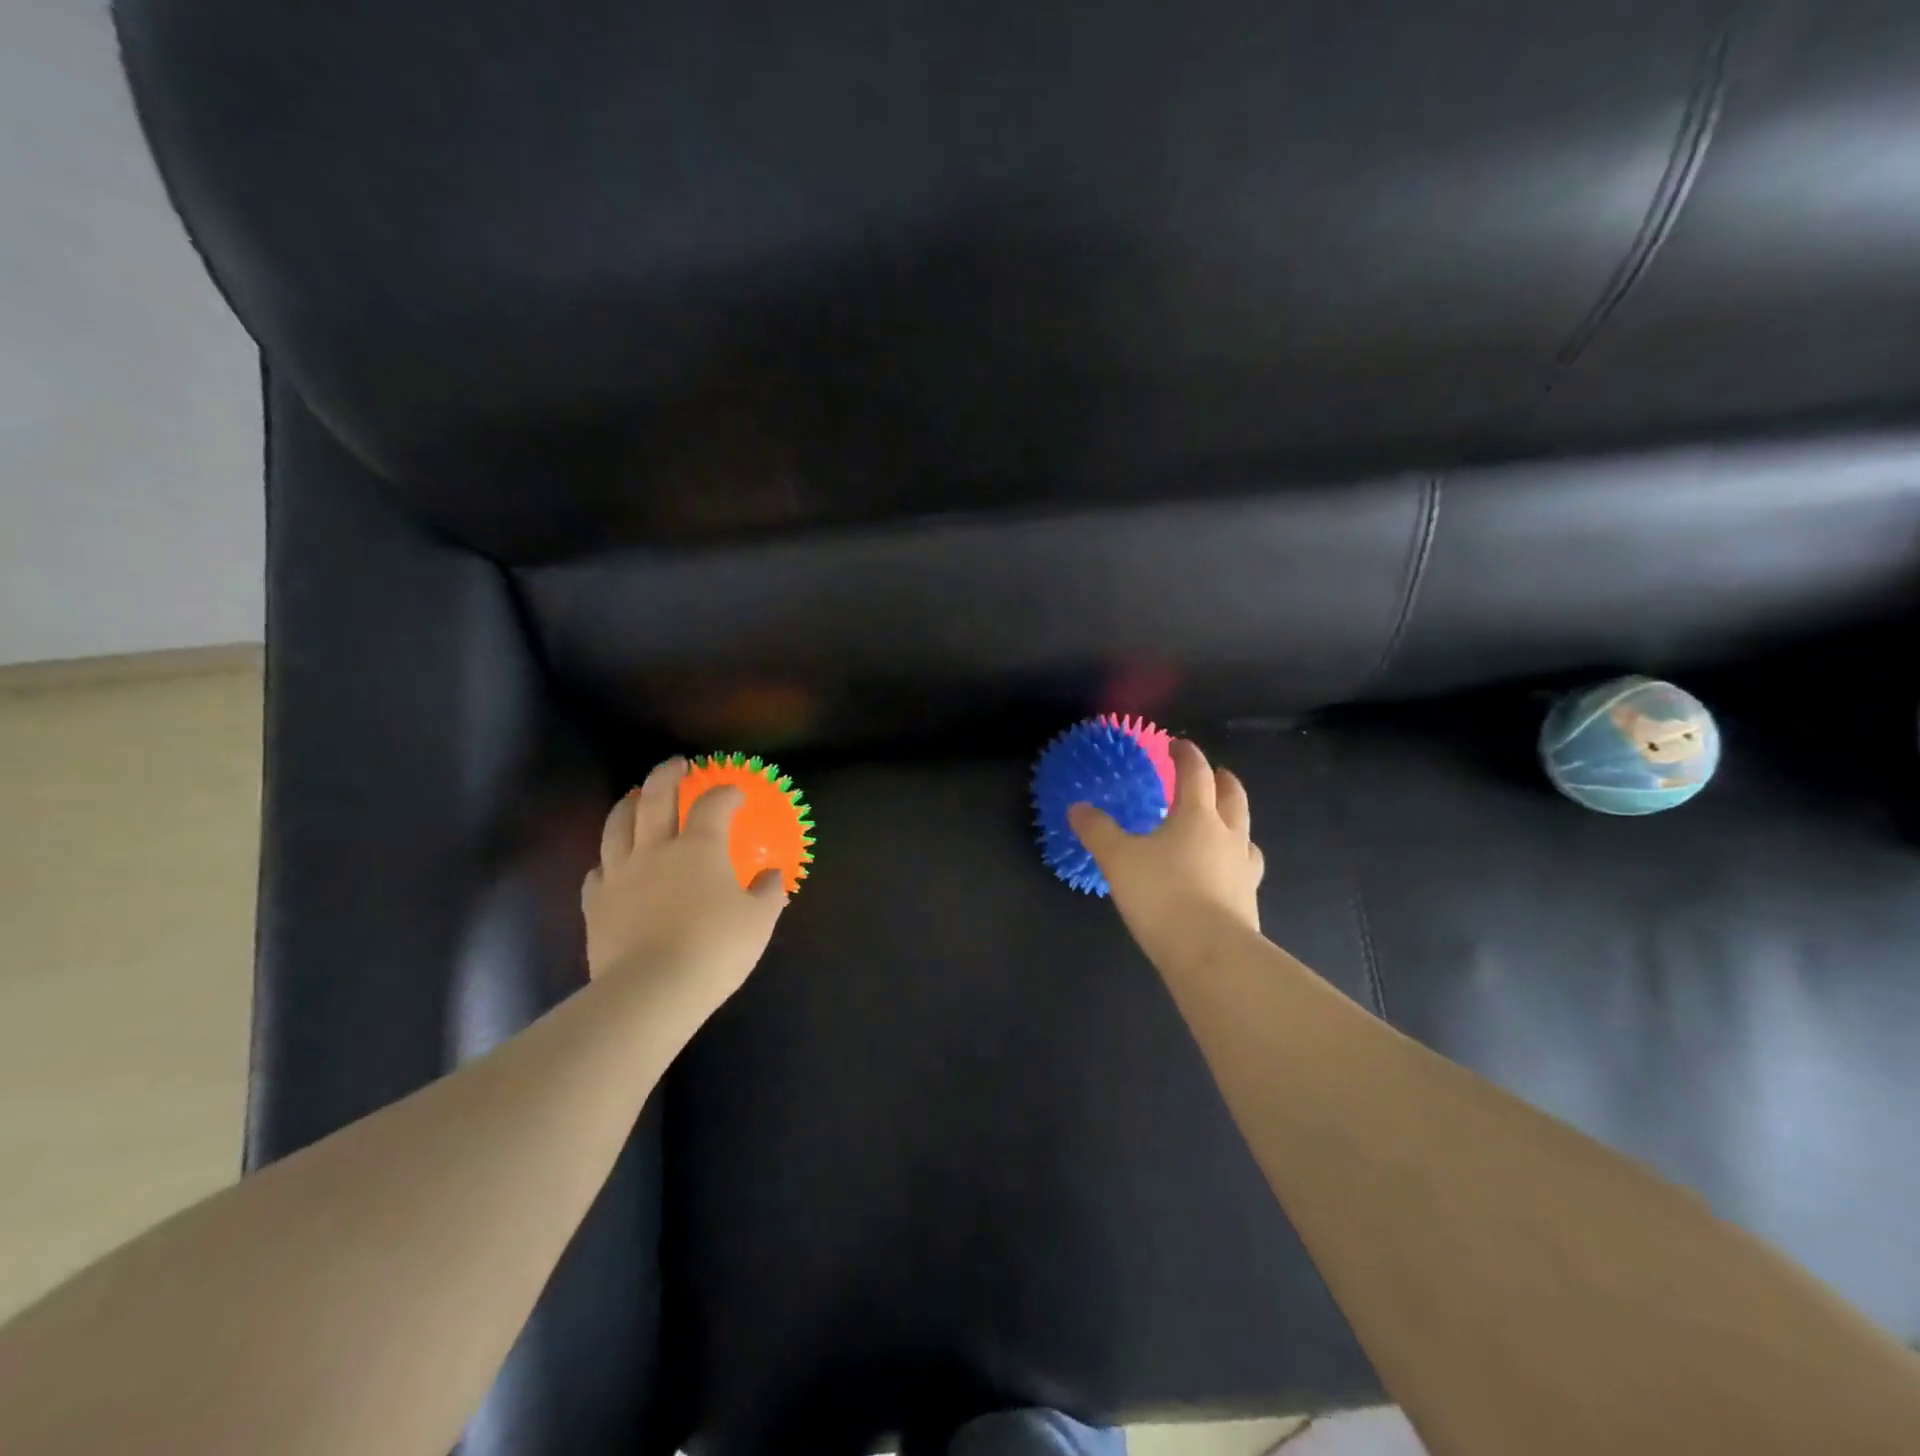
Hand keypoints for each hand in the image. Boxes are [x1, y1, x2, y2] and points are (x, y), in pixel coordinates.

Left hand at [581, 757, 786, 1010]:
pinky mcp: (596, 904)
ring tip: (635, 797)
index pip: (713, 804)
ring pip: (617, 826)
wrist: (651, 990)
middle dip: (667, 775)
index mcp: (700, 847)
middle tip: (676, 764)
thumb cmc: (714, 948)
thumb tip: (772, 877)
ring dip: (628, 805)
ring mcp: (620, 874)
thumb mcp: (758, 921)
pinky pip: (597, 871)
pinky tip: (611, 864)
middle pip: (656, 798)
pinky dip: (607, 860)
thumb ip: (768, 893)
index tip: (734, 793)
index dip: (725, 793)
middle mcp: (656, 850)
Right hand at [1069, 738, 1264, 965]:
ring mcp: (1243, 870)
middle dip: (1223, 782)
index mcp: (1197, 816)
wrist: (1210, 954)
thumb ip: (1098, 831)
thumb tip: (1077, 808)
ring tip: (1222, 825)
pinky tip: (1220, 874)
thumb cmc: (1162, 894)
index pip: (1196, 774)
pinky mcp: (1247, 902)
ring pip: (1245, 834)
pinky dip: (1233, 861)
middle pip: (1233, 798)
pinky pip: (1243, 869)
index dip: (1186, 755)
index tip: (1177, 745)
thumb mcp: (1118, 859)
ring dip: (1235, 822)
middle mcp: (1227, 836)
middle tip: (1215, 775)